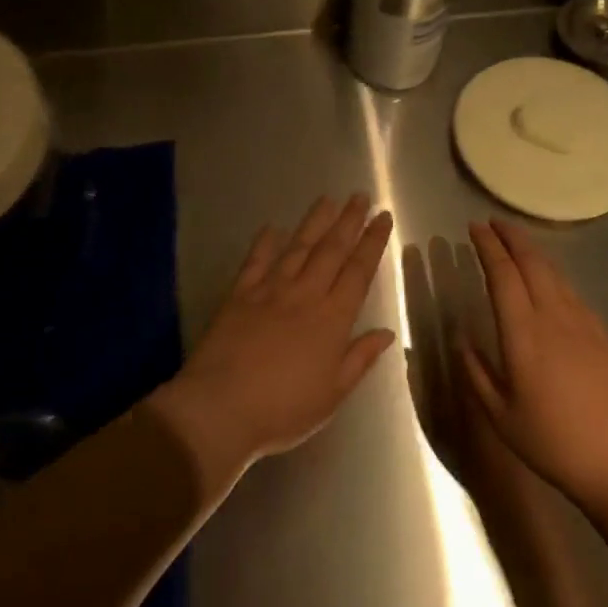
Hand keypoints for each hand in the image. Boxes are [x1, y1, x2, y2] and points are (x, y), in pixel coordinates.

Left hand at [153, 194, 395, 485]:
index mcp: (332, 318)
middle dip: (349, 221)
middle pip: (331, 250)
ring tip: (328, 199)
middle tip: (360, 196)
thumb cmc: (283, 409)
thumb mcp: (332, 394)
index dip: (372, 242)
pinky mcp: (239, 295)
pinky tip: (272, 227)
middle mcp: (305, 294)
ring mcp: (270, 291)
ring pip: (298, 247)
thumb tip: (386, 332)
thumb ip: (359, 358)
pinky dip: (265, 243)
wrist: (221, 408)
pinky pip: (256, 261)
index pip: (358, 271)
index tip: (383, 218)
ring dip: (315, 222)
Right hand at [460, 220, 607, 510]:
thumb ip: (476, 371)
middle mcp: (553, 317)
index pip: (502, 275)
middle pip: (532, 263)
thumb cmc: (554, 442)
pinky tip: (549, 281)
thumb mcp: (501, 416)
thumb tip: (460, 336)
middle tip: (492, 222)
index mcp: (523, 334)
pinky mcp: (603, 334)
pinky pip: (572, 292)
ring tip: (516, 242)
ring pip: (555, 273)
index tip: (473, 228)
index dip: (487, 247)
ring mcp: (583, 323)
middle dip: (511, 237)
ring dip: (533, 251)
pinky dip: (554, 275)